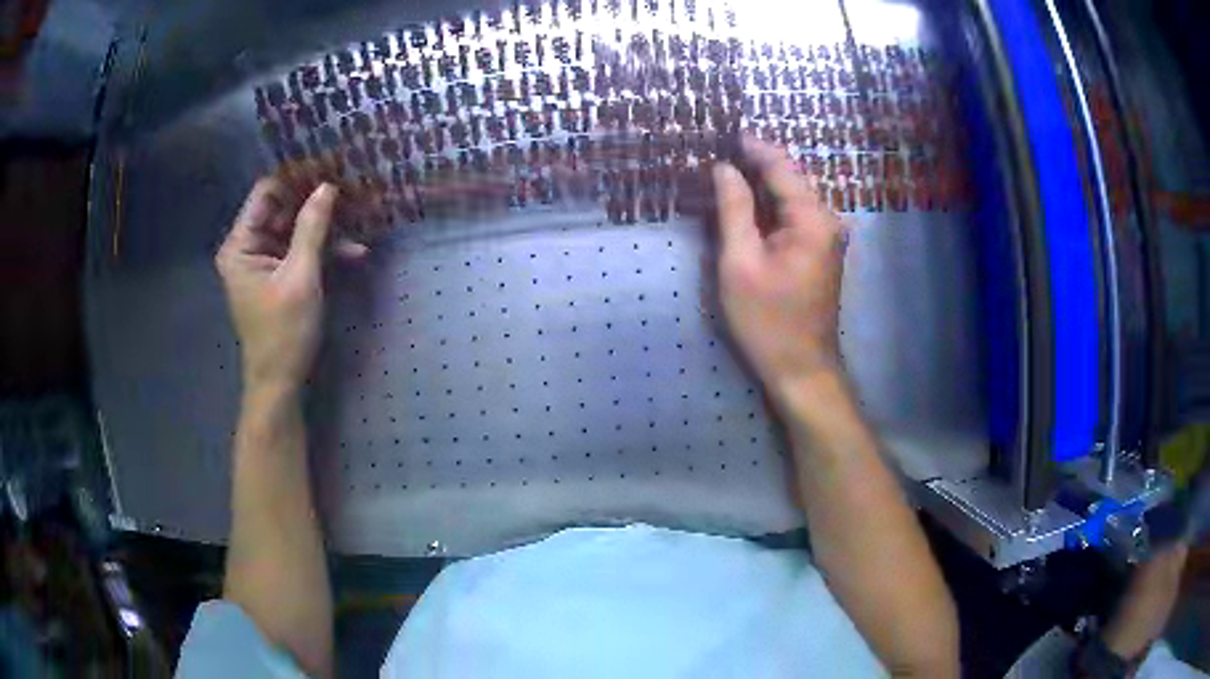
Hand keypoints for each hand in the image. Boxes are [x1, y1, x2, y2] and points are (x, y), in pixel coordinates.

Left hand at [215, 178, 364, 393]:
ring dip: (324, 228)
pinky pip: (299, 252)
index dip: (294, 178)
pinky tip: (353, 252)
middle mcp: (247, 247)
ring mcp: (263, 262)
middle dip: (314, 202)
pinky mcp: (277, 276)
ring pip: (294, 230)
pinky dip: (322, 251)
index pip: (266, 193)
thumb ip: (312, 228)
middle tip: (349, 187)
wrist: (280, 382)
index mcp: (240, 244)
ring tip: (358, 219)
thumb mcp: (300, 276)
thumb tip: (327, 186)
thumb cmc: (284, 331)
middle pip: (281, 209)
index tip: (327, 166)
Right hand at [712, 137, 846, 401]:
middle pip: (790, 179)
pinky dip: (771, 207)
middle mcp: (827, 221)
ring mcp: (828, 237)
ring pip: (792, 197)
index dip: (754, 148)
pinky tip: (748, 204)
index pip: (782, 168)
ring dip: (762, 185)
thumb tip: (725, 168)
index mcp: (812, 219)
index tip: (726, 132)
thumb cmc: (767, 320)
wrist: (801, 368)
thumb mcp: (740, 263)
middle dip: (757, 164)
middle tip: (721, 151)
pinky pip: (794, 217)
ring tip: (728, 170)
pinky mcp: (821, 252)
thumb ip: (734, 210)